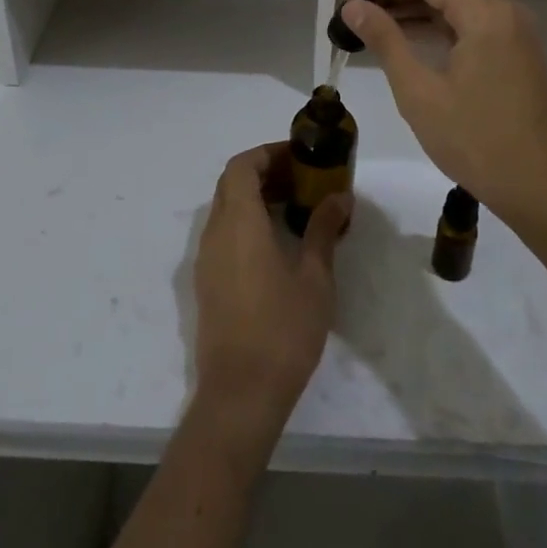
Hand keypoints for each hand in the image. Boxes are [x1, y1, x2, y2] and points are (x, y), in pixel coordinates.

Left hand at [192, 143, 349, 437]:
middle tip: (300, 180)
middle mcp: (215, 232)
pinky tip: (275, 244)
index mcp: (239, 222)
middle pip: (231, 183)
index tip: (298, 158)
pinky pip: (223, 233)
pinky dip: (245, 222)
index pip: (241, 166)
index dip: (266, 153)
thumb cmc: (282, 330)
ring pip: (225, 208)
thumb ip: (323, 230)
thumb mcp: (314, 277)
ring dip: (254, 198)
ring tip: (293, 209)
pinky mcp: (207, 282)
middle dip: (263, 172)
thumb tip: (340, 197)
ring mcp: (207, 258)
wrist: (240, 394)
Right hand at [342, 0, 546, 221]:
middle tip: (356, 5)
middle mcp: (505, 12)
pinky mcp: (516, 51)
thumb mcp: (419, 92)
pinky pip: (472, 23)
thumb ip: (385, 40)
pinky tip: (408, 37)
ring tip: (373, 20)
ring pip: (458, 3)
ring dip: (417, 8)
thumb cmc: (475, 141)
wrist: (538, 189)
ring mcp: (515, 31)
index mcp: (486, 15)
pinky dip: (439, 25)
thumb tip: (353, 7)